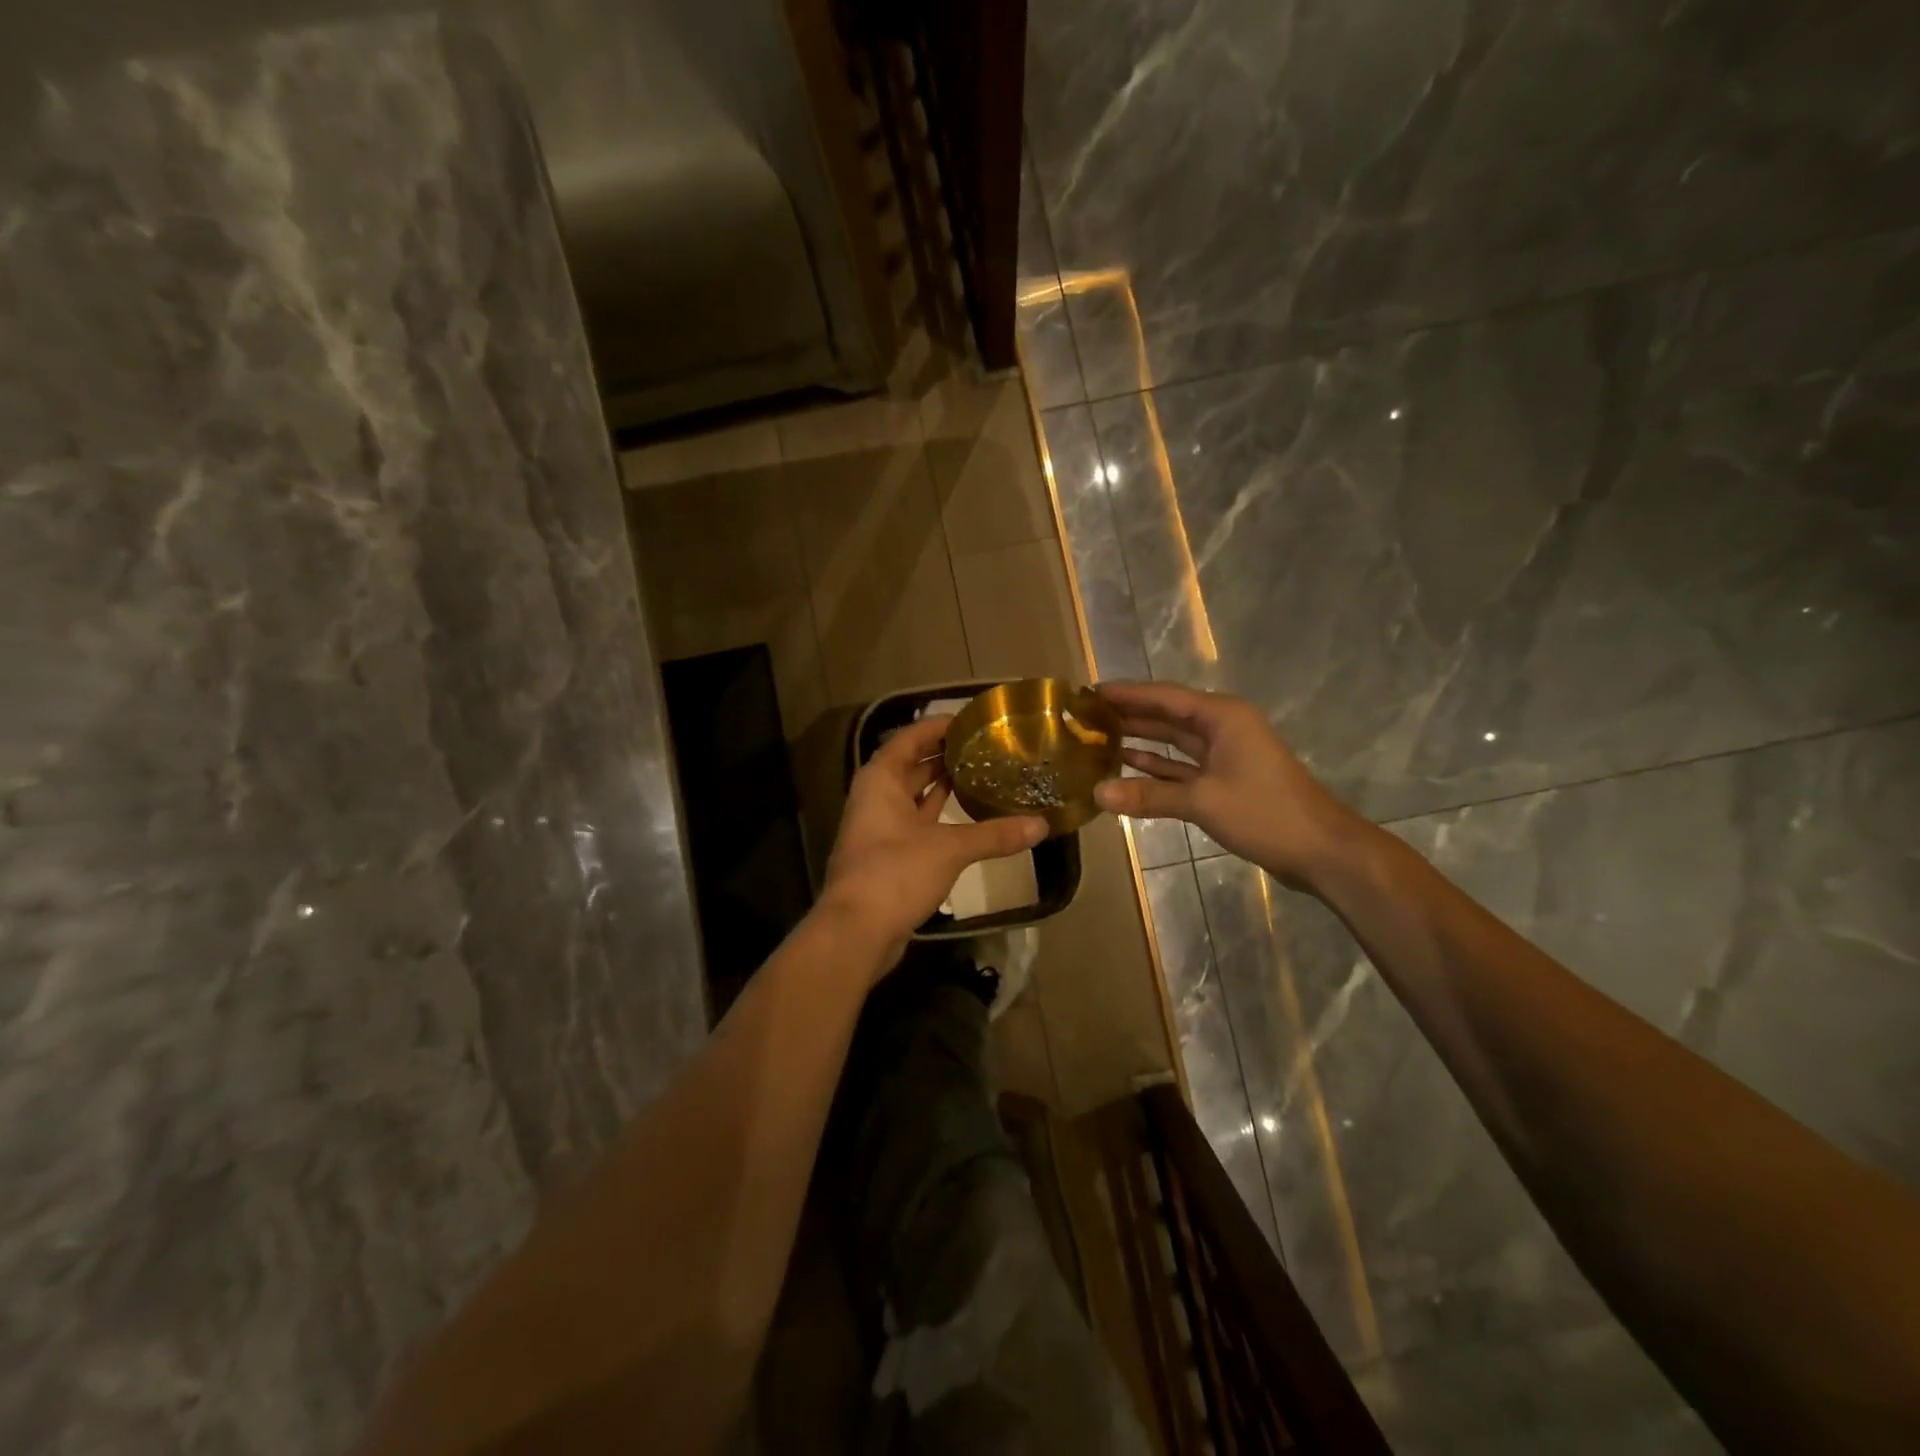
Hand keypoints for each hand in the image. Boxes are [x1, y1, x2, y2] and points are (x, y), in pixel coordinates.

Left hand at [821, 715, 1047, 968]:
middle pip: (911, 765)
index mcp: (881, 779)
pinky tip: (967, 815)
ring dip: (942, 785)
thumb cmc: (895, 873)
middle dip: (944, 755)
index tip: (972, 720)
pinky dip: (939, 815)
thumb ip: (994, 834)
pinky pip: (916, 822)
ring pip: (913, 795)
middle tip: (985, 746)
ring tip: (981, 773)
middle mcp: (875, 797)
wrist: (856, 931)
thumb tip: (1042, 825)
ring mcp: (879, 827)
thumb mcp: (949, 848)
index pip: (910, 738)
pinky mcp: (888, 855)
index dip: (938, 726)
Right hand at [1092, 681, 1363, 888]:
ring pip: (1173, 741)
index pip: (1164, 697)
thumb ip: (1148, 796)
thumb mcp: (1203, 801)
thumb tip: (1097, 794)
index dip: (1127, 694)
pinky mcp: (1224, 780)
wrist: (1320, 850)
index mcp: (1222, 717)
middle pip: (1167, 715)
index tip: (1090, 692)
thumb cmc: (1265, 813)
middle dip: (1129, 714)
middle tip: (1086, 715)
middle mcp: (1222, 727)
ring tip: (1097, 738)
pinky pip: (1181, 766)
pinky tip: (1126, 766)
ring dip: (1140, 740)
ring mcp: (1224, 754)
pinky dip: (1156, 767)